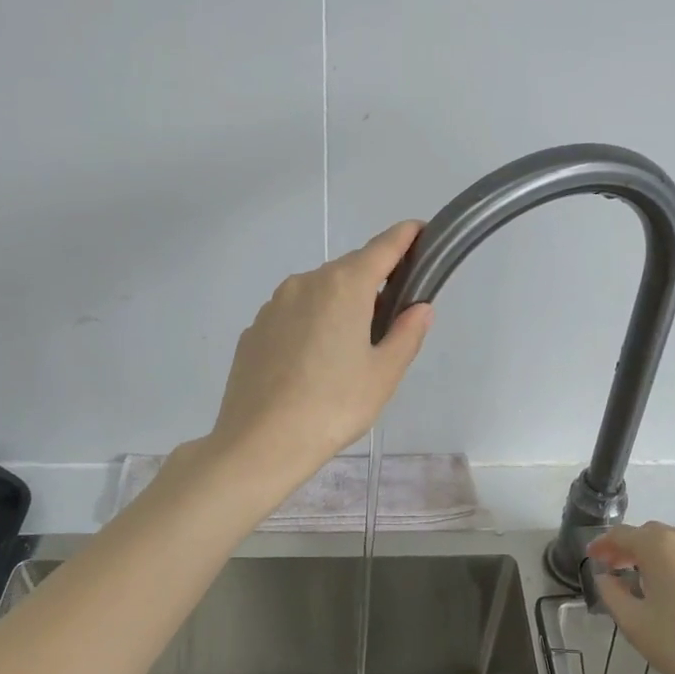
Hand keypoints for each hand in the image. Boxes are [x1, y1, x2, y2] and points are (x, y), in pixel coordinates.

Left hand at [208, 222, 434, 479]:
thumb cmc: (333, 406)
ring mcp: (273, 304)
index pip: (383, 247)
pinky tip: (311, 364)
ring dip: (338, 305)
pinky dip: (309, 324)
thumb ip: (407, 334)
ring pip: (317, 292)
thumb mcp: (383, 374)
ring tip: (347, 350)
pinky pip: (292, 315)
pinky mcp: (254, 329)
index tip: (420, 231)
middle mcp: (305, 282)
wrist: (260, 442)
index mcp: (344, 286)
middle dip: (372, 282)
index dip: (405, 236)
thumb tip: (419, 307)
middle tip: (389, 318)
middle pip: (349, 270)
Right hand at [587, 523, 674, 673]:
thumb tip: (607, 577)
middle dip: (635, 549)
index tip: (594, 557)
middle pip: (656, 536)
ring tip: (661, 587)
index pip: (623, 534)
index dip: (605, 544)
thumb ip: (613, 594)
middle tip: (621, 570)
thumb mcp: (635, 625)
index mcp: (662, 547)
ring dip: (669, 561)